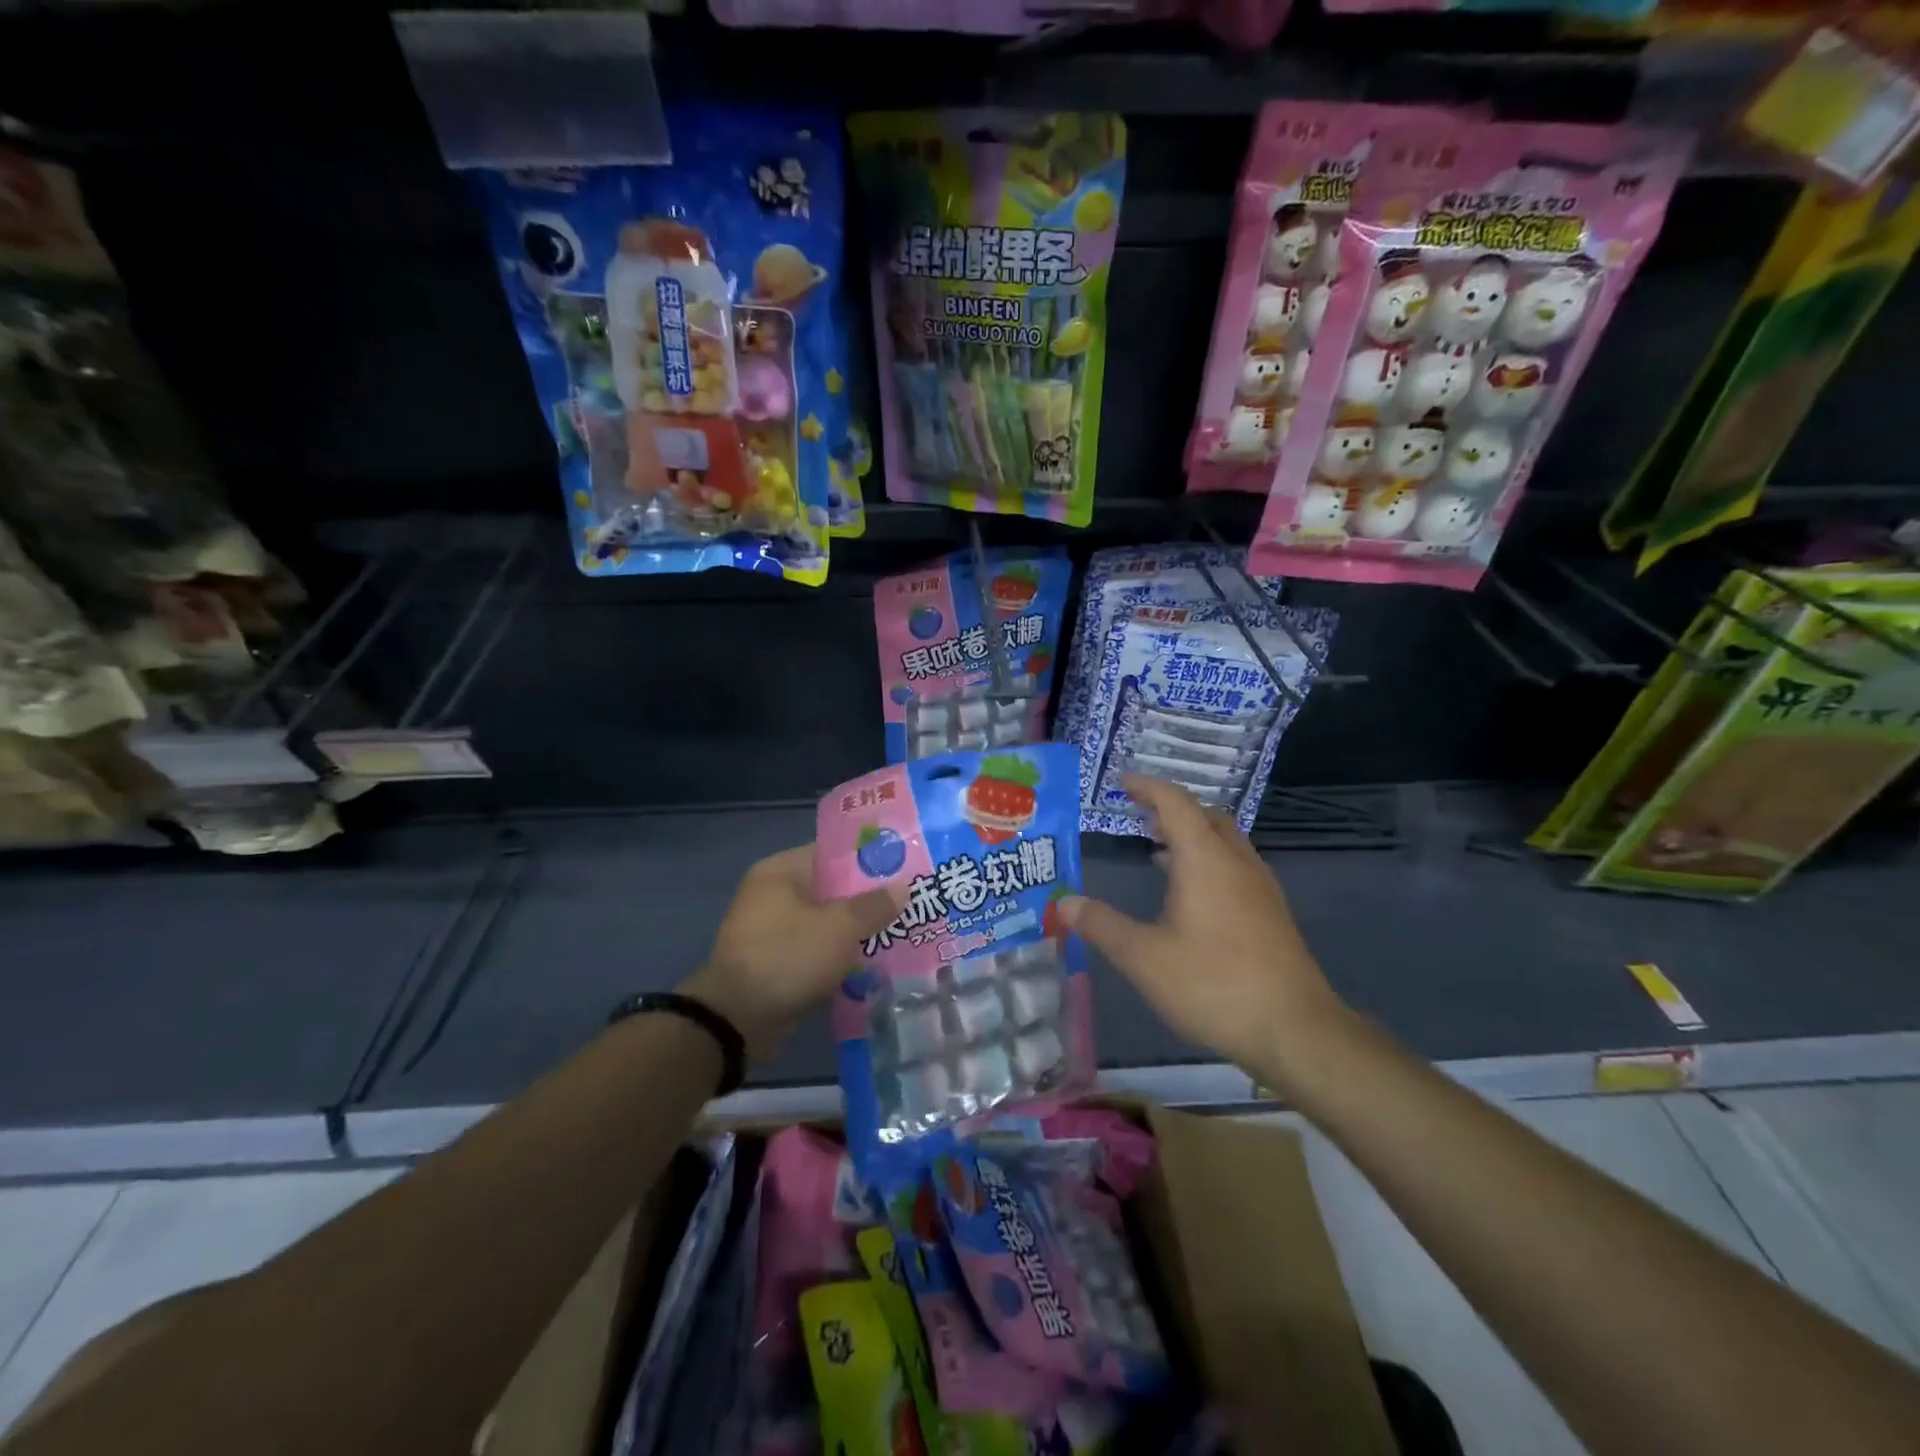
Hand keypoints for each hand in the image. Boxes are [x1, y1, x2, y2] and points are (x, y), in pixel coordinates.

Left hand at [682, 844, 900, 1063]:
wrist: (736, 1021)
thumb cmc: (788, 957)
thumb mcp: (840, 927)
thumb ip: (874, 905)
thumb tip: (903, 887)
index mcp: (780, 871)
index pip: (832, 853)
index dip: (869, 859)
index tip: (902, 868)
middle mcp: (771, 894)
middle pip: (830, 889)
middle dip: (866, 899)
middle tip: (906, 904)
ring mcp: (769, 931)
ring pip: (824, 923)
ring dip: (854, 931)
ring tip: (897, 934)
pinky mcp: (773, 963)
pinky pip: (814, 951)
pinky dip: (837, 956)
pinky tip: (870, 965)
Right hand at [1059, 774, 1345, 1077]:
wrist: (1295, 1030)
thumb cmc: (1214, 984)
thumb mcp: (1144, 957)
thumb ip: (1102, 925)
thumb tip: (1064, 903)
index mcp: (1205, 860)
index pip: (1175, 803)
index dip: (1147, 787)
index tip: (1121, 782)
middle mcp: (1236, 863)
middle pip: (1205, 816)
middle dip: (1172, 808)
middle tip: (1139, 814)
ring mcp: (1260, 888)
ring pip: (1224, 841)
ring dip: (1192, 835)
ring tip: (1158, 848)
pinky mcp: (1270, 913)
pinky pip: (1234, 866)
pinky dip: (1207, 860)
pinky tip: (1190, 895)